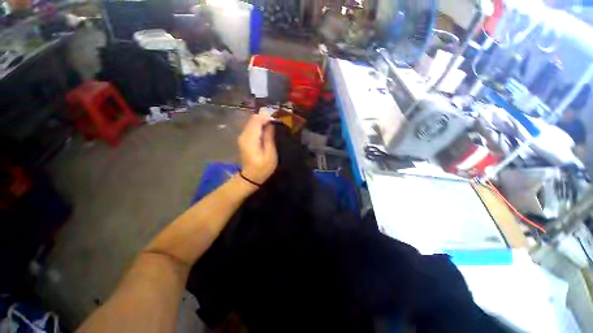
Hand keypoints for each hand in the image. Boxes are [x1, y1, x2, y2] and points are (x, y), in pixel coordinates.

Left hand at [238, 114, 276, 184]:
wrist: (250, 177)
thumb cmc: (262, 168)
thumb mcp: (270, 155)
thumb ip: (269, 138)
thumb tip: (271, 124)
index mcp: (250, 139)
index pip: (257, 120)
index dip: (267, 117)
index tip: (277, 120)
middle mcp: (244, 135)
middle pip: (253, 119)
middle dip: (265, 118)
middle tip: (277, 122)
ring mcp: (242, 136)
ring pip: (252, 122)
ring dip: (263, 121)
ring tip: (273, 126)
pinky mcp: (243, 138)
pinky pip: (251, 127)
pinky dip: (259, 126)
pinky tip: (266, 130)